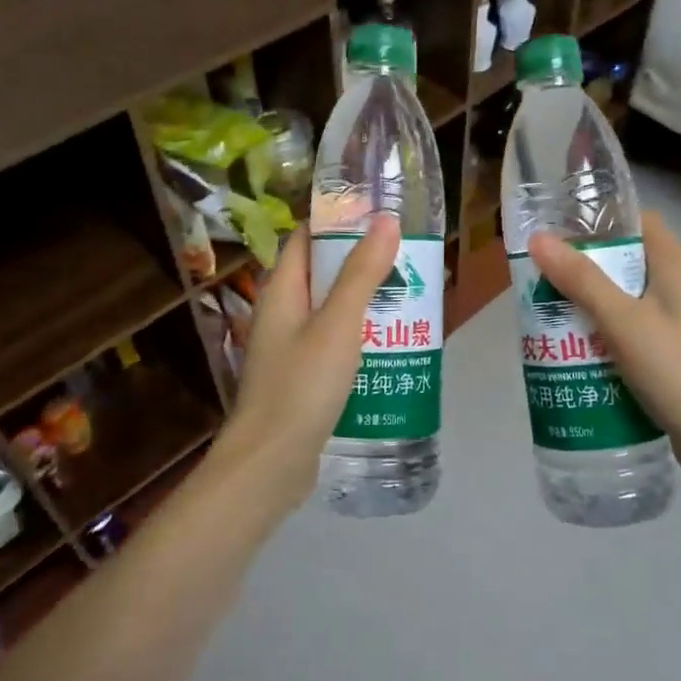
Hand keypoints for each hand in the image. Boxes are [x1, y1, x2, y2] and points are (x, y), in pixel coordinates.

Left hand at [212, 217, 400, 512]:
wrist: (270, 465)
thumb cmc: (301, 386)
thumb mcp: (338, 324)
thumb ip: (362, 272)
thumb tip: (384, 220)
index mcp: (282, 291)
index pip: (306, 238)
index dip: (338, 220)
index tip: (380, 214)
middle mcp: (282, 314)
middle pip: (321, 274)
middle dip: (361, 263)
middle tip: (408, 259)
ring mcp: (290, 349)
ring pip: (331, 312)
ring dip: (364, 303)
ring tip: (409, 298)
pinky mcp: (302, 379)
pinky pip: (333, 345)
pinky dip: (359, 338)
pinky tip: (391, 347)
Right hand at [528, 213, 680, 485]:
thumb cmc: (678, 371)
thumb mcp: (623, 321)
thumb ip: (581, 280)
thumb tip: (539, 238)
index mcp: (677, 266)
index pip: (637, 222)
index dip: (599, 221)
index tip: (556, 232)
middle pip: (627, 261)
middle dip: (584, 269)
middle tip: (541, 279)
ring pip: (627, 299)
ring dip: (591, 305)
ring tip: (549, 315)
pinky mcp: (676, 354)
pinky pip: (634, 331)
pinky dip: (606, 335)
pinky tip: (577, 351)